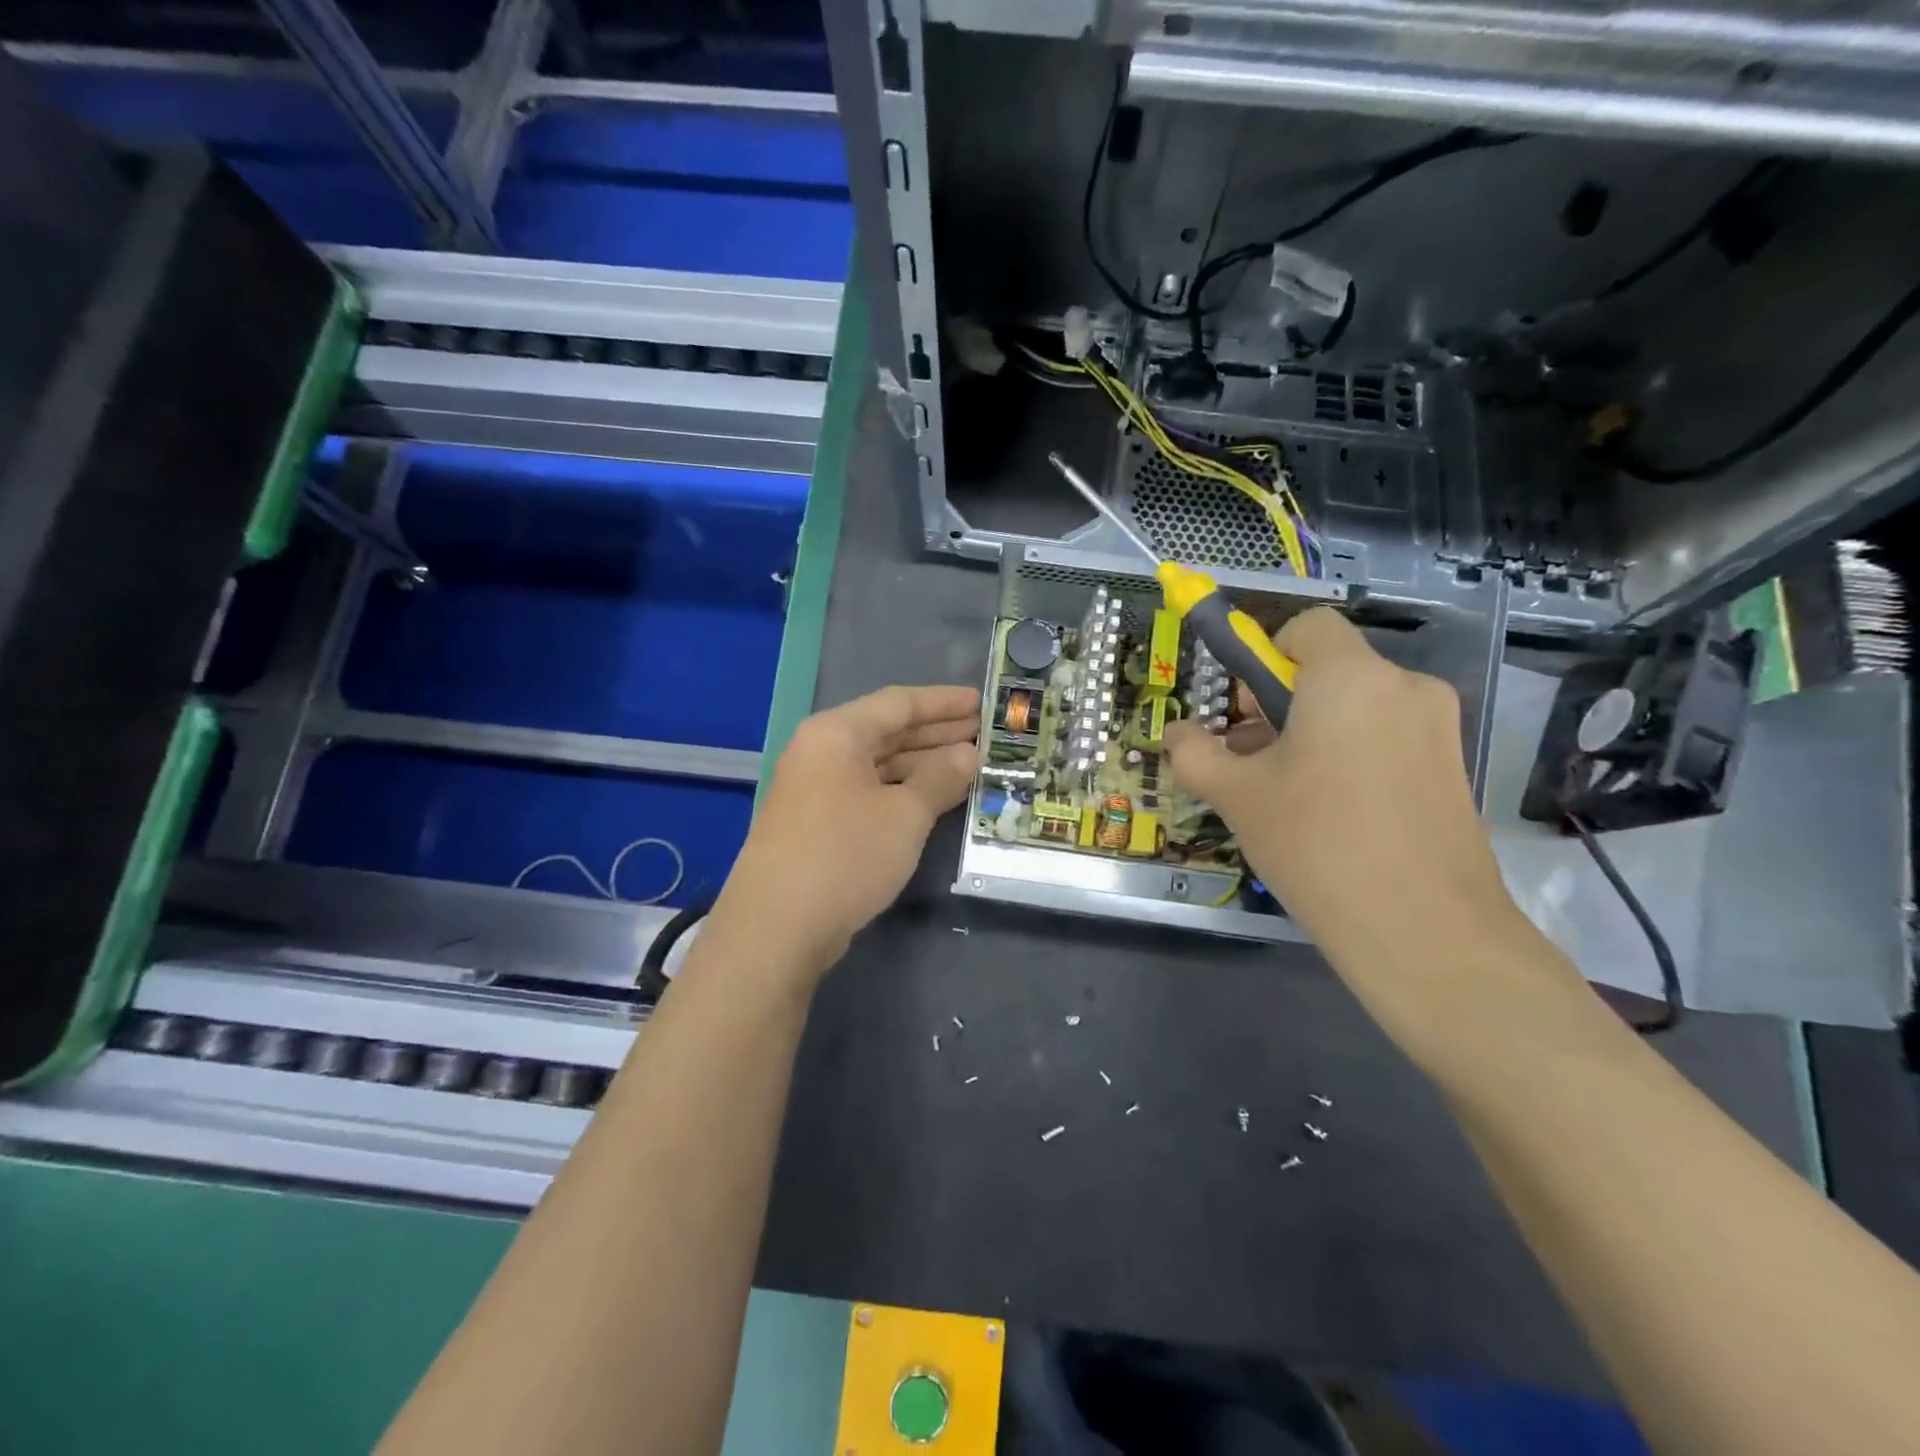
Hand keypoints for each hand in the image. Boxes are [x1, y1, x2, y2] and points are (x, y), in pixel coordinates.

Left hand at [712, 685, 979, 980]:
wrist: (777, 927)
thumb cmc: (846, 855)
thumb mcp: (905, 814)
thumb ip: (940, 777)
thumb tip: (968, 754)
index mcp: (836, 733)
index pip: (898, 703)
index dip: (943, 702)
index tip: (982, 702)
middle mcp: (820, 751)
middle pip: (887, 731)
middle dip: (936, 732)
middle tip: (983, 733)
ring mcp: (814, 788)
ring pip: (878, 764)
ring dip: (922, 763)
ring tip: (968, 764)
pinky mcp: (816, 822)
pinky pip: (867, 791)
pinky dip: (901, 790)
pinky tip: (932, 797)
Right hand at [1164, 609, 1528, 987]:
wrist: (1424, 930)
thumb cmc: (1316, 843)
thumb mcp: (1236, 796)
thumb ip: (1195, 753)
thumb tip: (1177, 734)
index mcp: (1350, 677)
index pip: (1308, 627)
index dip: (1268, 654)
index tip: (1248, 708)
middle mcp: (1404, 687)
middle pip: (1332, 670)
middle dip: (1286, 703)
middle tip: (1256, 759)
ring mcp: (1439, 728)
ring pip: (1361, 707)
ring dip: (1318, 731)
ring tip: (1290, 794)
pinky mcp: (1454, 768)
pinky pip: (1390, 738)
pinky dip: (1355, 755)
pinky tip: (1336, 813)